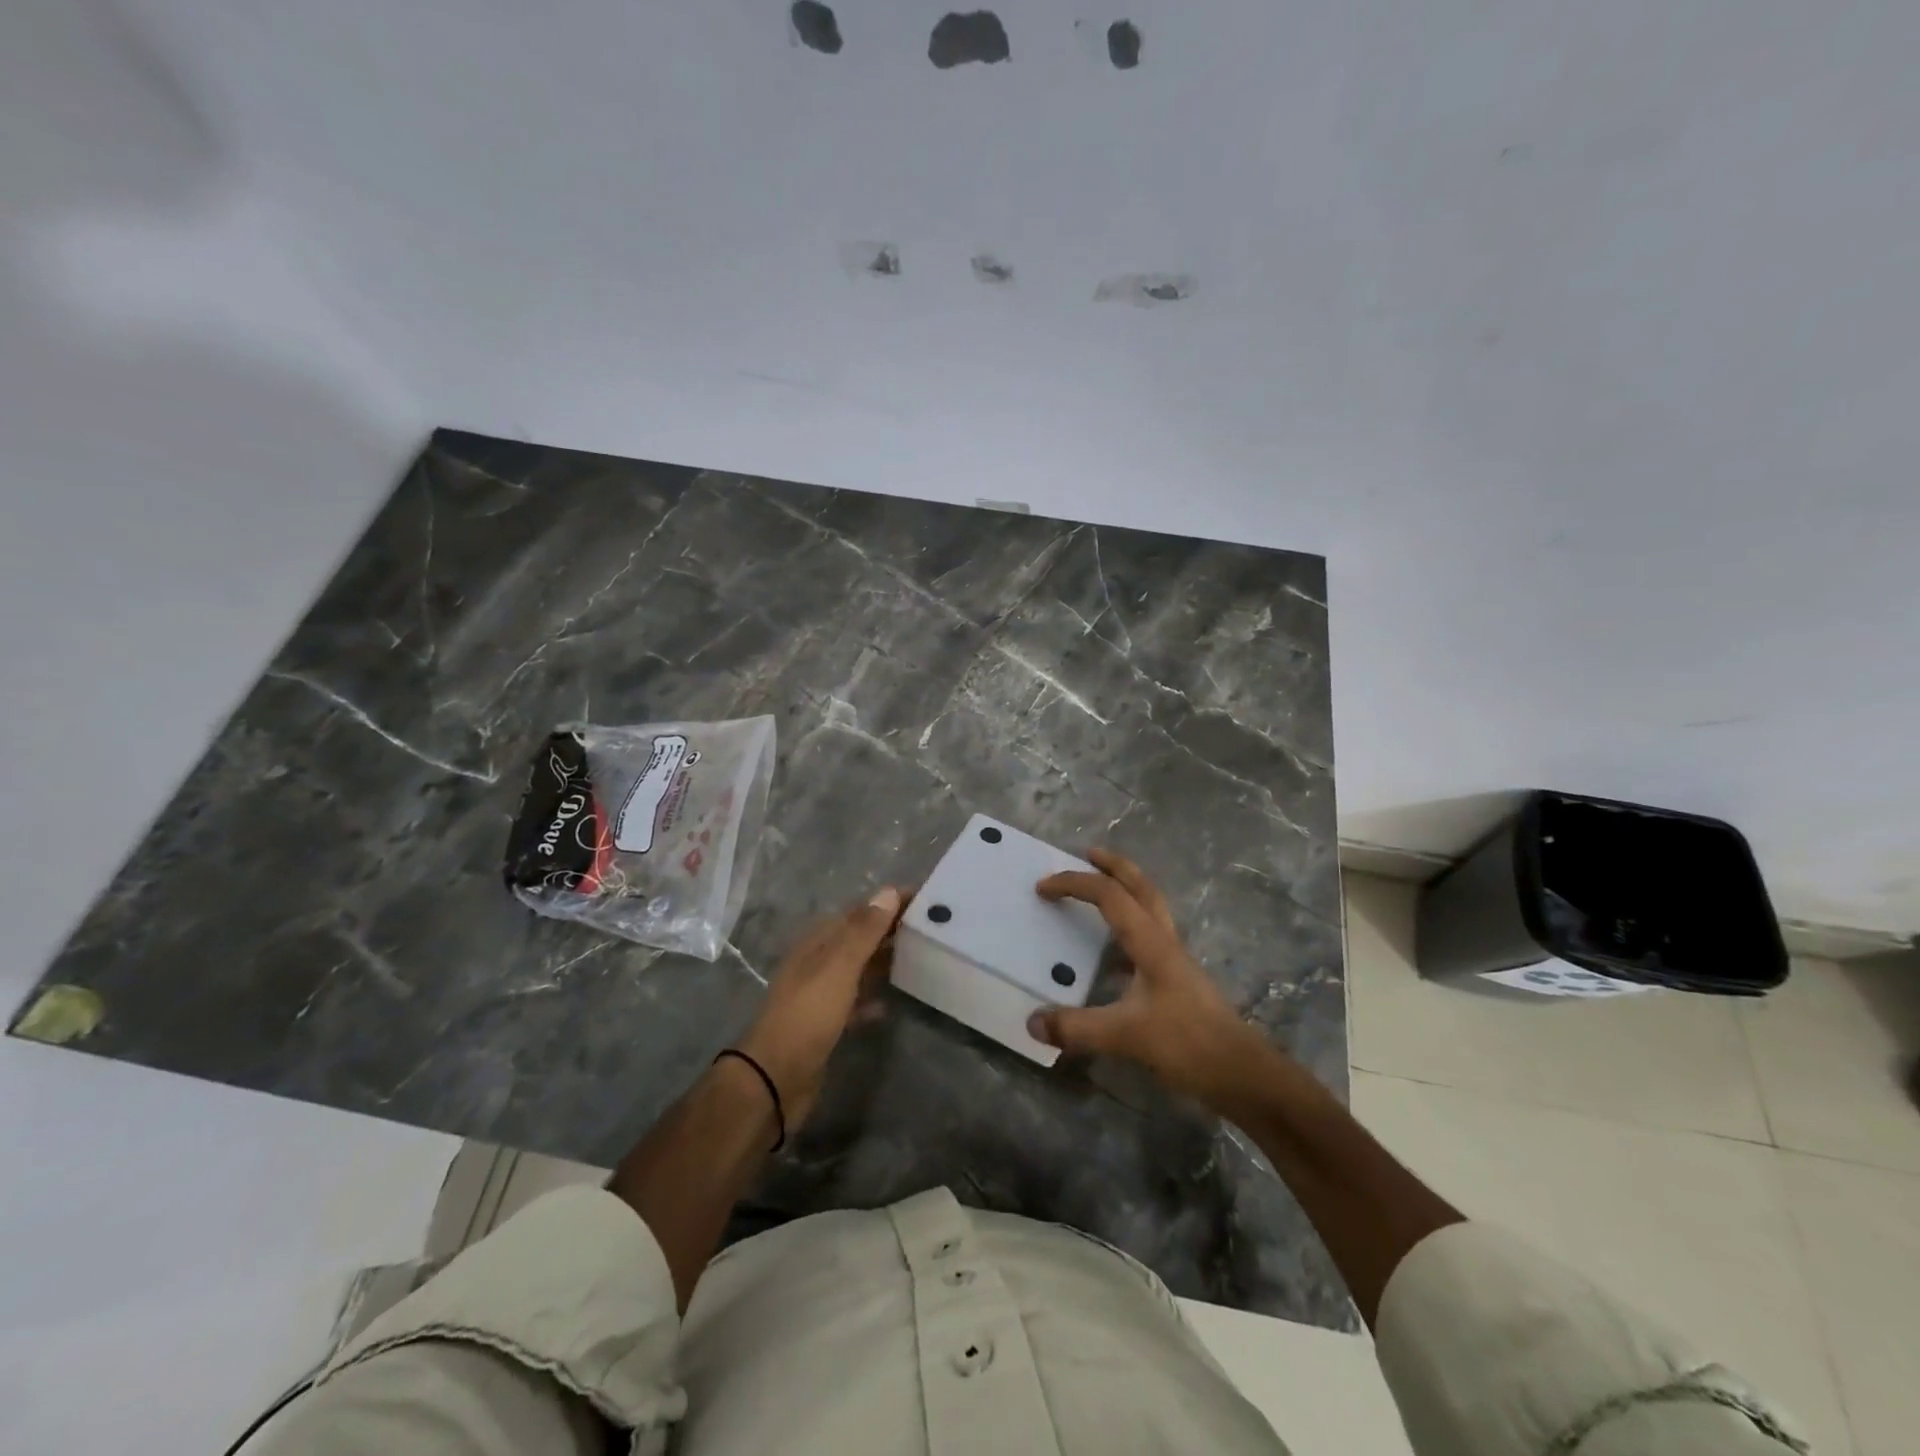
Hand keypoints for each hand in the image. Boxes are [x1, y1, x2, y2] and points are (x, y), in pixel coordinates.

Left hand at [735, 887, 903, 1126]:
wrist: (776, 1078)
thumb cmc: (808, 1015)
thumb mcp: (838, 967)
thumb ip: (864, 931)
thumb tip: (888, 891)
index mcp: (818, 942)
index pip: (860, 912)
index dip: (889, 902)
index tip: (925, 897)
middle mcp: (818, 962)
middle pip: (859, 938)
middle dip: (890, 930)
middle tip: (930, 927)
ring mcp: (820, 994)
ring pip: (858, 968)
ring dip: (883, 961)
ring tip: (919, 958)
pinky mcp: (826, 1024)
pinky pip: (854, 1002)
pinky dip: (872, 998)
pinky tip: (890, 1004)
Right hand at [1027, 850, 1264, 1104]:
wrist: (1243, 1074)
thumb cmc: (1188, 1043)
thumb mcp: (1126, 1035)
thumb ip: (1077, 1028)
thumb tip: (1032, 1021)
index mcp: (1151, 942)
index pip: (1110, 895)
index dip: (1075, 884)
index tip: (1042, 888)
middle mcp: (1164, 942)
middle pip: (1141, 888)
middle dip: (1114, 866)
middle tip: (1088, 853)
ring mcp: (1174, 962)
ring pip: (1149, 910)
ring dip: (1125, 892)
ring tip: (1099, 892)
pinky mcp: (1177, 983)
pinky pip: (1148, 941)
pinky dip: (1126, 932)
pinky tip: (1110, 955)